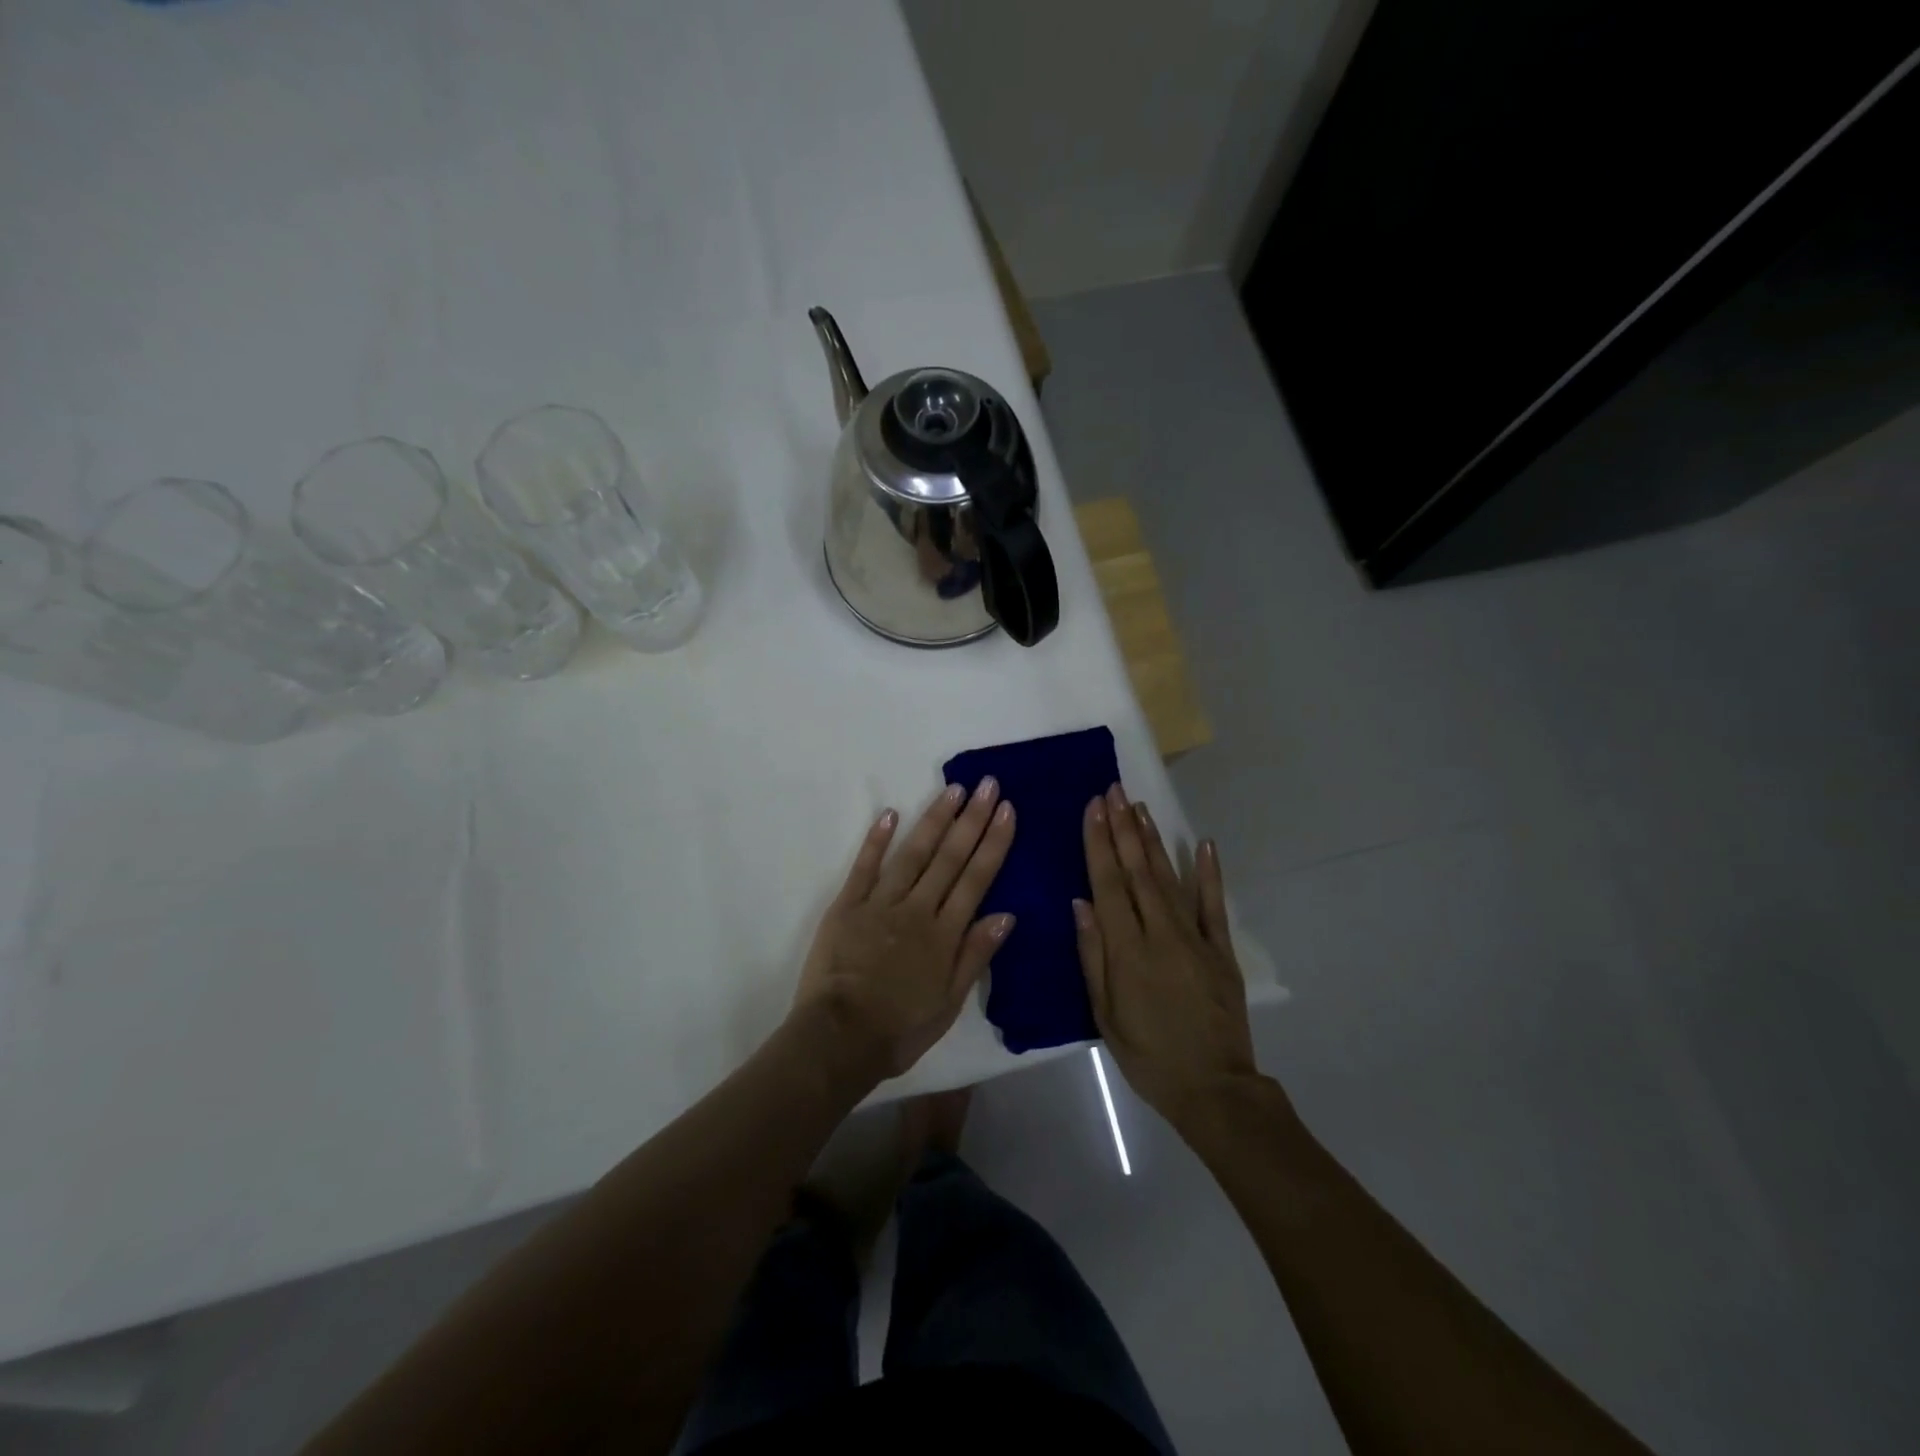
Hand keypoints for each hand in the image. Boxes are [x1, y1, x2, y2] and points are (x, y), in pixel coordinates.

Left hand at [793, 779, 1016, 1079]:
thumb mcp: (949, 1003)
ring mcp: (880, 903)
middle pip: (949, 857)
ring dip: (934, 819)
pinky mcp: (847, 905)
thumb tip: (1007, 914)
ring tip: (953, 789)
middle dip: (971, 818)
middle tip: (987, 784)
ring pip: (913, 853)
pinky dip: (877, 840)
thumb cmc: (899, 1029)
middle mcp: (917, 909)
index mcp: (944, 934)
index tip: (1006, 810)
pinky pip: (864, 867)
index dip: (993, 842)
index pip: (976, 879)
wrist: (838, 1039)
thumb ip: (975, 955)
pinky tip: (890, 813)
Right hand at [1075, 784, 1258, 1130]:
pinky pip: (1214, 905)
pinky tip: (1203, 844)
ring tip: (1139, 807)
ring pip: (1170, 879)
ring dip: (1153, 841)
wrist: (1213, 1088)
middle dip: (1123, 828)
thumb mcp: (1105, 1014)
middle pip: (1138, 872)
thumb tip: (1080, 903)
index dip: (1099, 844)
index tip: (1093, 809)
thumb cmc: (1148, 1055)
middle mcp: (1161, 934)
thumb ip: (1093, 955)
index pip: (1109, 884)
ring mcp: (1196, 939)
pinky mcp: (1221, 950)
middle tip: (1114, 791)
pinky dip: (1210, 874)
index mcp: (1128, 950)